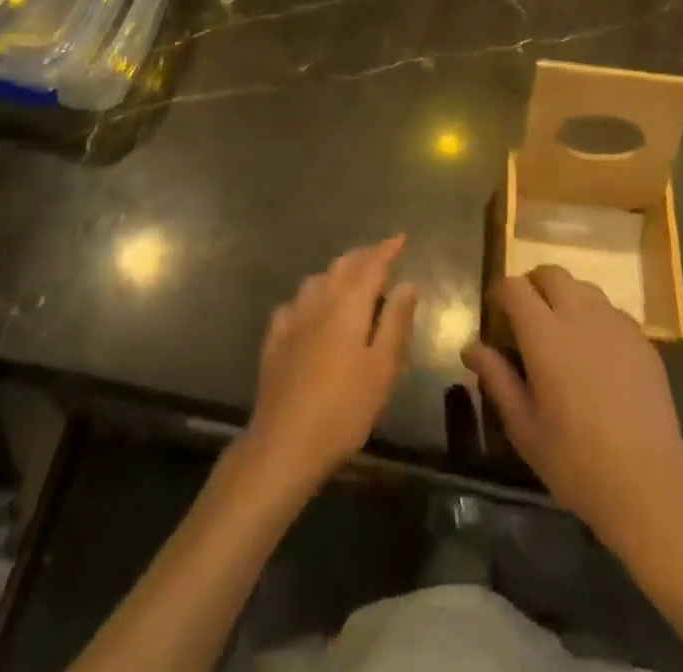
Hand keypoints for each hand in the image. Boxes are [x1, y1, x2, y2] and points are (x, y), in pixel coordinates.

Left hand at [244, 235, 417, 494]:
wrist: (284, 443)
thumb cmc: (344, 408)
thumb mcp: (382, 368)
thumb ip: (395, 322)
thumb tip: (407, 284)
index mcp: (348, 303)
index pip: (371, 264)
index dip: (387, 249)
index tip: (401, 238)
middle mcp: (319, 300)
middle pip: (343, 266)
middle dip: (363, 256)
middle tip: (381, 254)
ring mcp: (292, 317)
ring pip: (317, 279)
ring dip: (337, 272)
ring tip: (351, 277)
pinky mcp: (274, 338)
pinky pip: (295, 303)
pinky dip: (311, 296)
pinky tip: (311, 309)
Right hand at [463, 265, 682, 556]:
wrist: (649, 485)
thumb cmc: (575, 461)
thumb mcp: (524, 427)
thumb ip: (496, 379)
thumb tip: (471, 347)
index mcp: (544, 334)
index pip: (514, 287)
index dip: (500, 294)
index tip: (496, 314)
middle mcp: (579, 315)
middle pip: (551, 273)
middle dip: (534, 286)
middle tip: (527, 318)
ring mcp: (615, 323)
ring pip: (583, 287)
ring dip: (566, 297)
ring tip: (563, 332)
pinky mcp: (642, 339)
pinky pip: (611, 311)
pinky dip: (595, 318)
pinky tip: (597, 354)